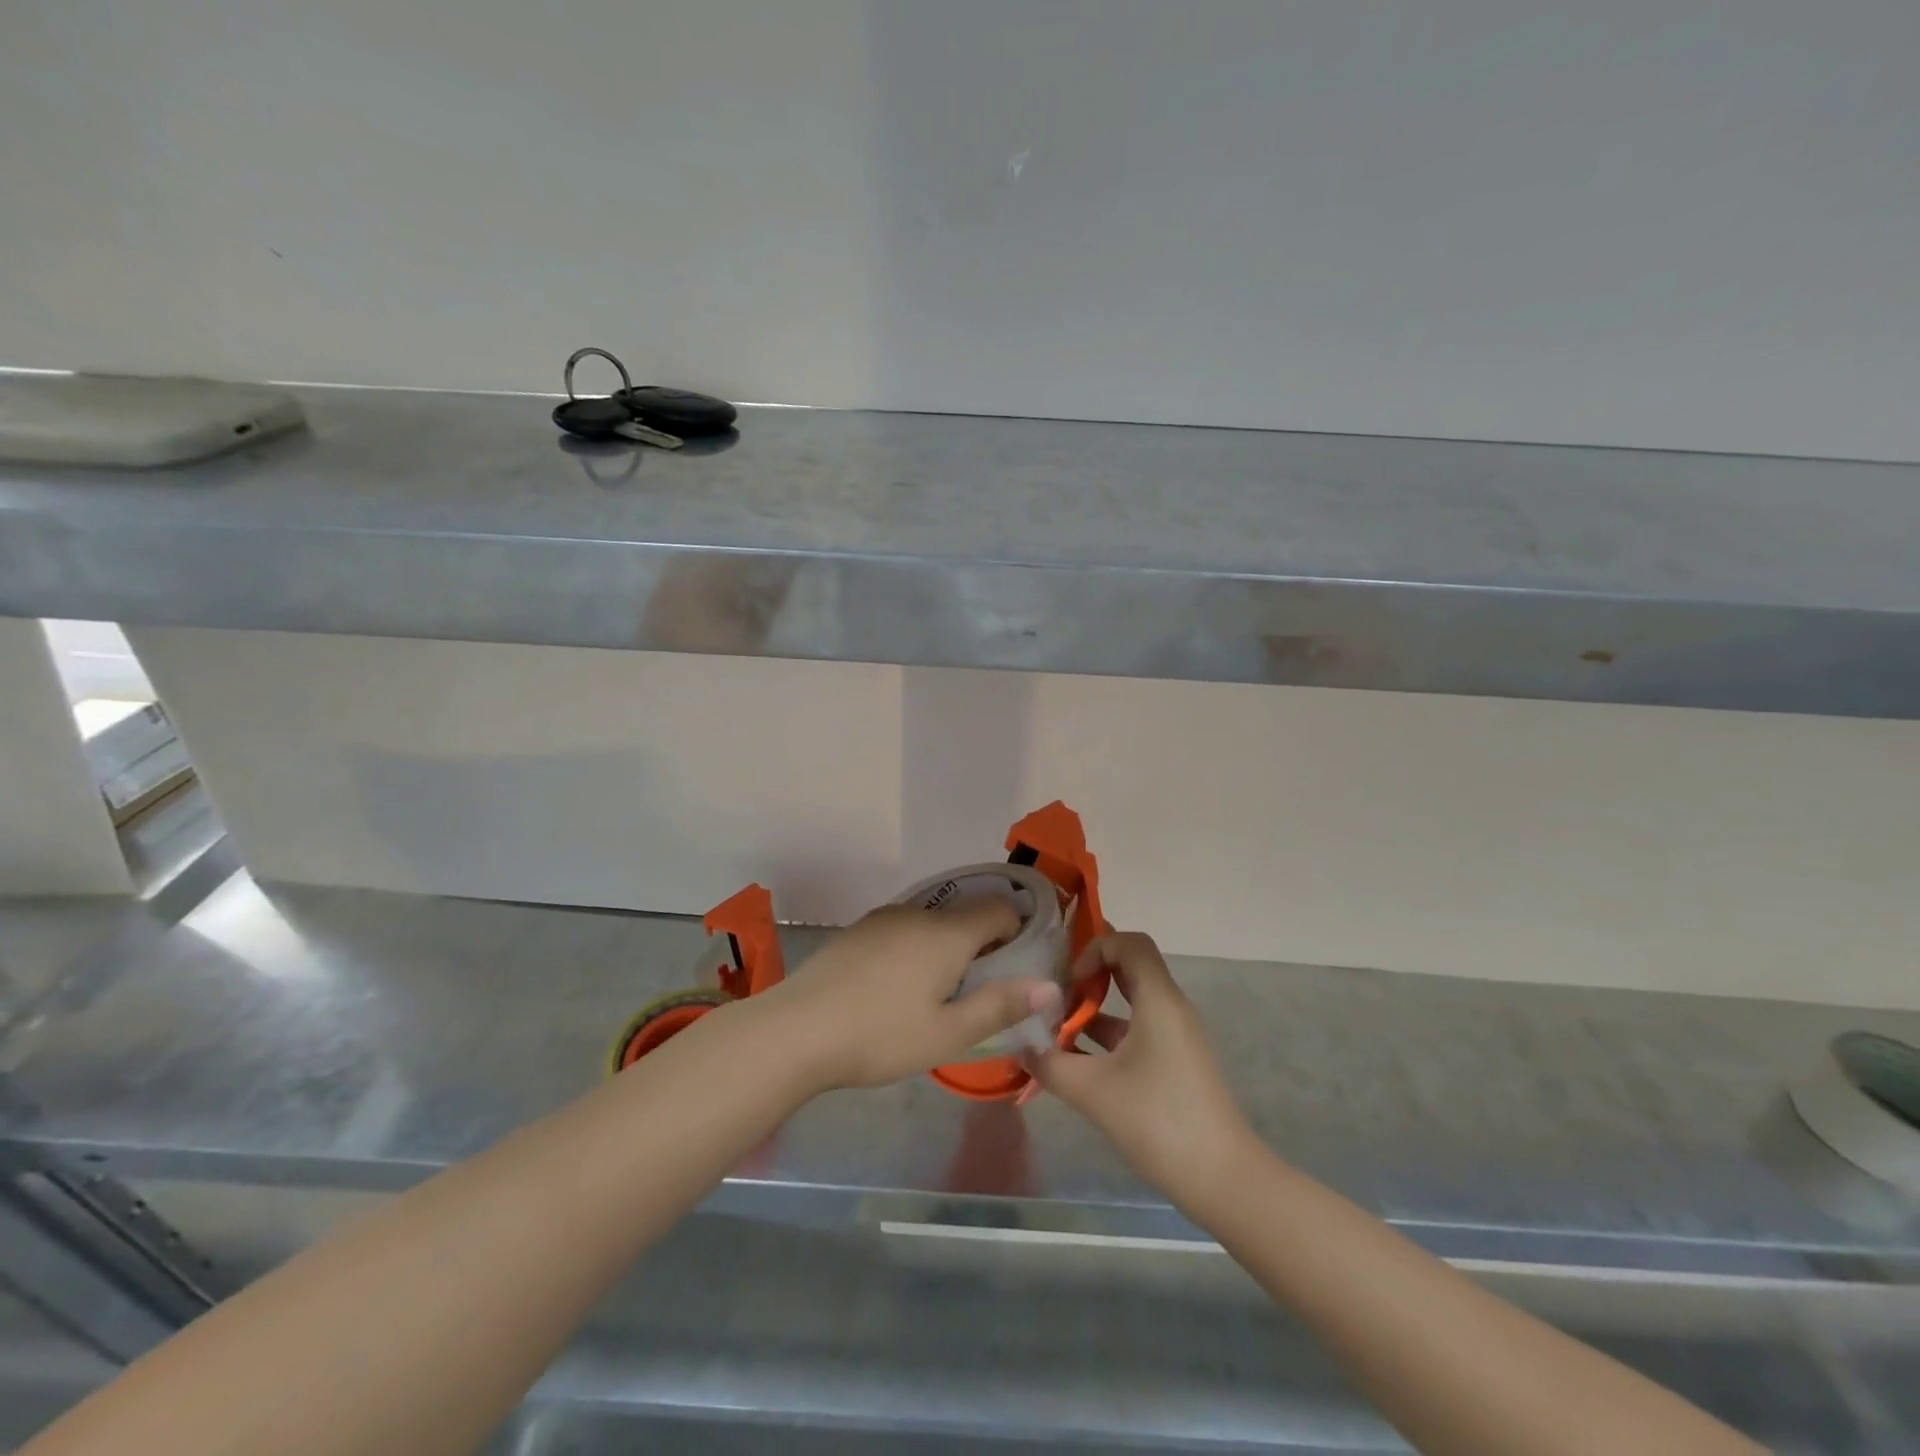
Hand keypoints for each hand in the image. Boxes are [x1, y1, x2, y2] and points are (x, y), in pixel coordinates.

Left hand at [762, 898, 1064, 1090]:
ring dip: (945, 945)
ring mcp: (882, 919)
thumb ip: (1001, 1006)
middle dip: (981, 942)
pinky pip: (902, 929)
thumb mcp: (948, 1034)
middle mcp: (917, 913)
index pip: (999, 908)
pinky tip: (896, 986)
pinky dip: (914, 947)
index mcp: (948, 933)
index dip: (1016, 931)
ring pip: (931, 921)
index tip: (1015, 965)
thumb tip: (1050, 987)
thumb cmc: (880, 1036)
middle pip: (965, 913)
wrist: (796, 1029)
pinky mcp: (856, 931)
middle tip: (978, 989)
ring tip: (936, 992)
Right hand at [1026, 931, 1253, 1207]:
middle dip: (1089, 973)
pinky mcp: (1174, 1062)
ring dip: (1094, 1009)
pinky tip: (1076, 1061)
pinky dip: (1107, 1035)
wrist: (1223, 1179)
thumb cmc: (1158, 1121)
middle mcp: (1170, 1008)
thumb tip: (1020, 1046)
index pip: (1129, 942)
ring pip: (1130, 1001)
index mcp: (1158, 1000)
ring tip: (1055, 1029)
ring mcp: (1174, 1036)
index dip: (1095, 948)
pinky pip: (1136, 1030)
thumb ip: (1050, 1064)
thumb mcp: (1093, 1091)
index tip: (1070, 982)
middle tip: (1054, 992)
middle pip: (1129, 966)